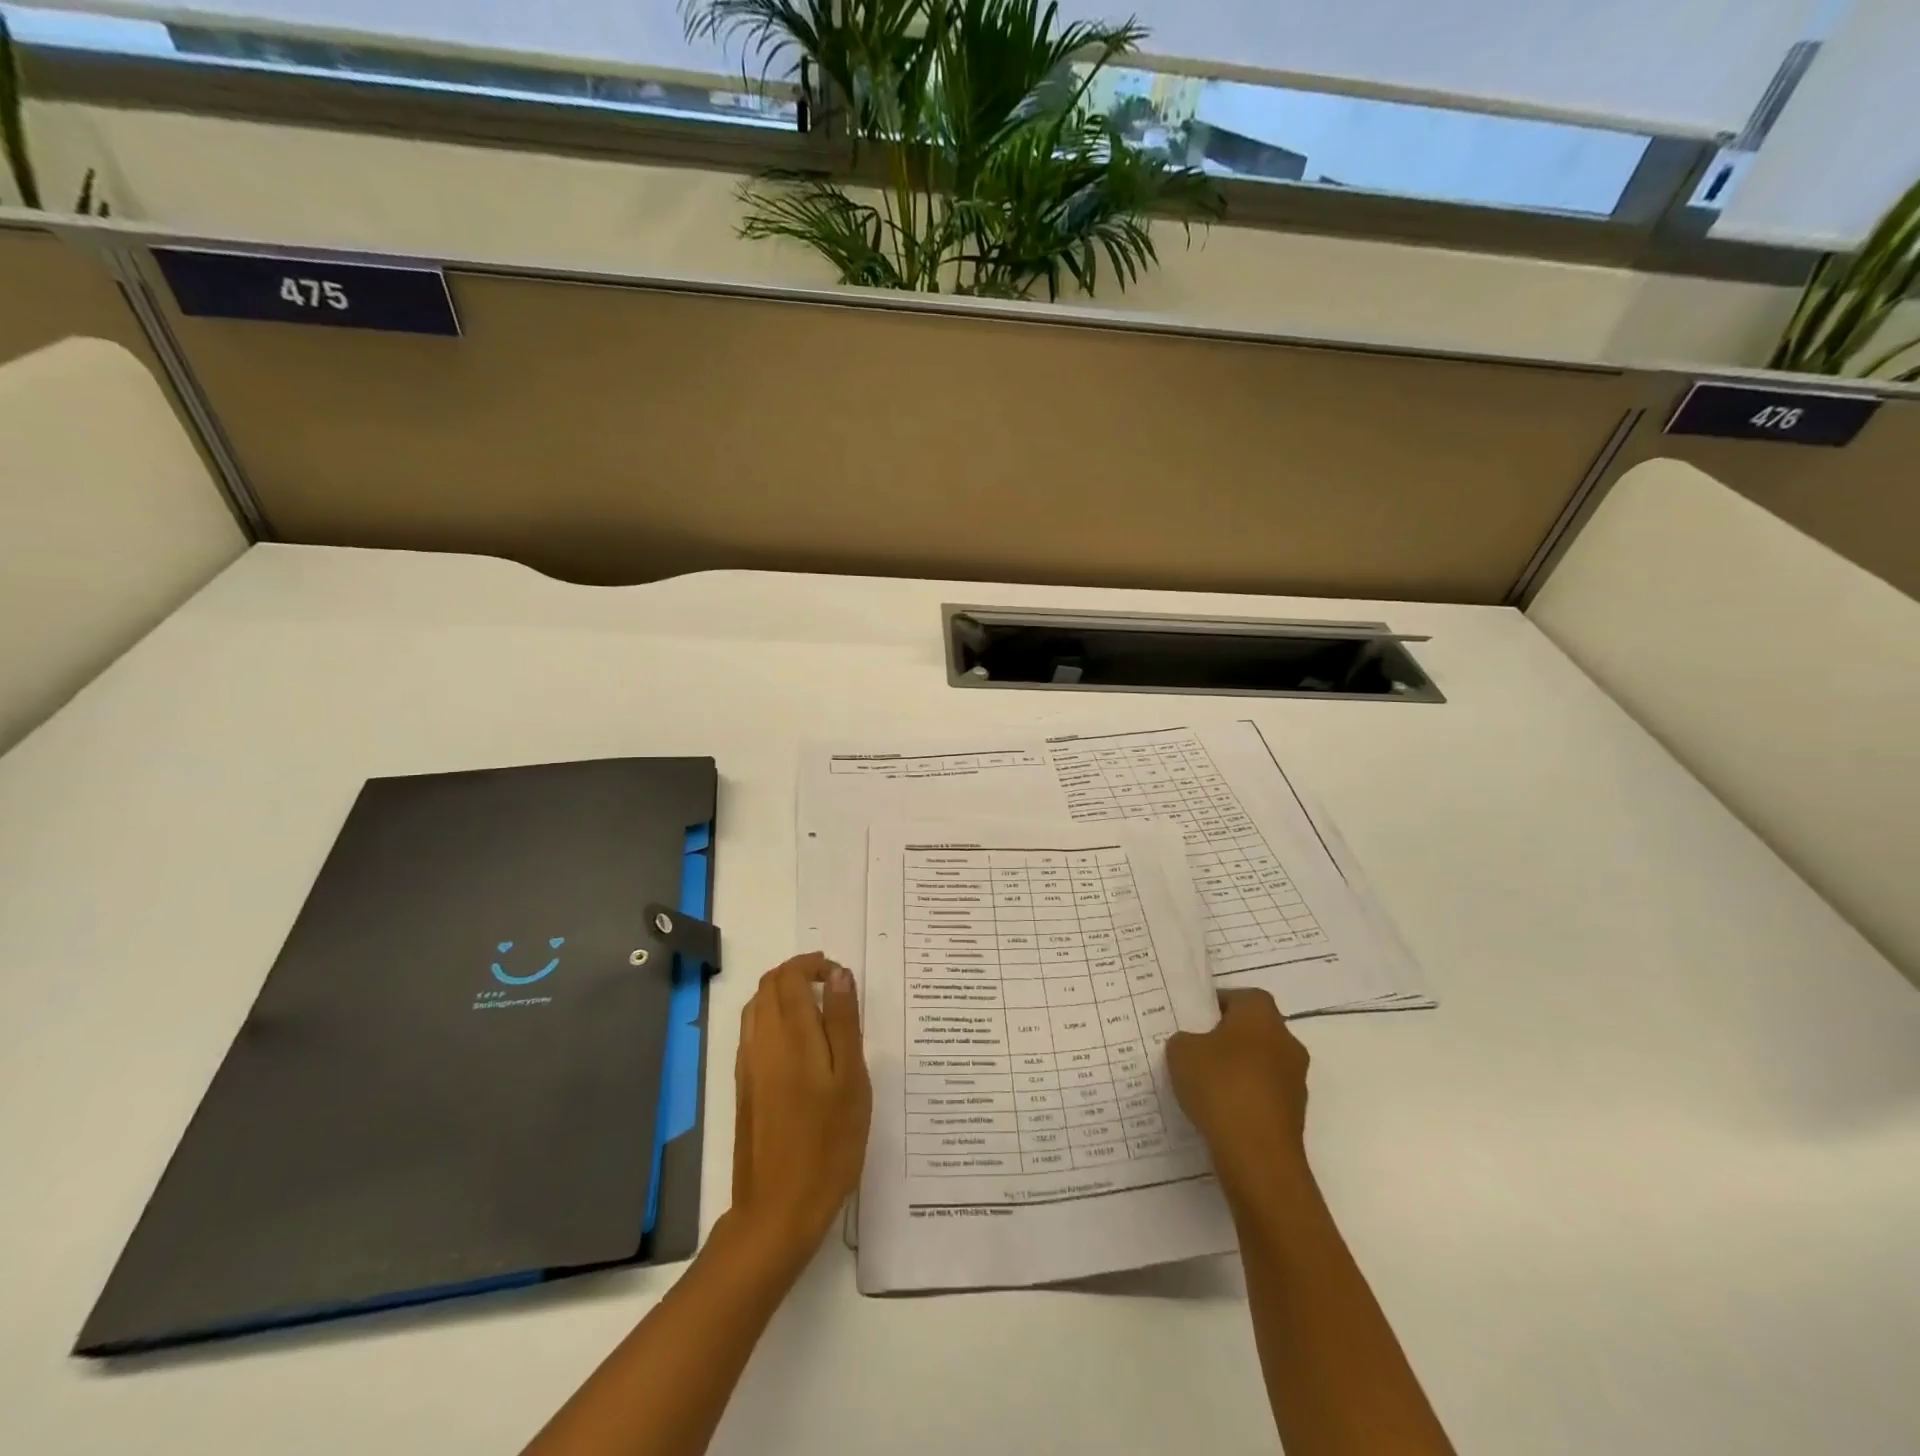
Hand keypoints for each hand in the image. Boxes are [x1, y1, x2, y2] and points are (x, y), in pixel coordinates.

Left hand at [726, 953, 871, 1272]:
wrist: (778, 1210)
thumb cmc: (828, 1143)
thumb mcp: (851, 1080)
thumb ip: (843, 1022)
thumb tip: (838, 974)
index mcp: (791, 1035)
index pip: (790, 975)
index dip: (813, 964)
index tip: (840, 976)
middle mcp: (761, 1041)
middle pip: (769, 985)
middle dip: (798, 974)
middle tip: (832, 988)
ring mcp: (748, 1064)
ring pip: (757, 1006)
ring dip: (783, 994)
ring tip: (819, 1011)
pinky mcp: (743, 1086)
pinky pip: (752, 1032)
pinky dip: (772, 1018)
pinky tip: (799, 1044)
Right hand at [1166, 989, 1312, 1201]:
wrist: (1257, 1156)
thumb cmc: (1220, 1086)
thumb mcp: (1180, 1051)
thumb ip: (1184, 1040)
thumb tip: (1193, 1046)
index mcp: (1261, 1014)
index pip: (1239, 997)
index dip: (1214, 1005)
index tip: (1191, 1020)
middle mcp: (1286, 1041)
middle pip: (1252, 1030)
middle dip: (1225, 1038)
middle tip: (1194, 1050)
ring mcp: (1295, 1080)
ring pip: (1259, 1064)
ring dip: (1237, 1071)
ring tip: (1203, 1086)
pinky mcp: (1295, 1115)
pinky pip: (1263, 1095)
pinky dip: (1244, 1099)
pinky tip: (1219, 1113)